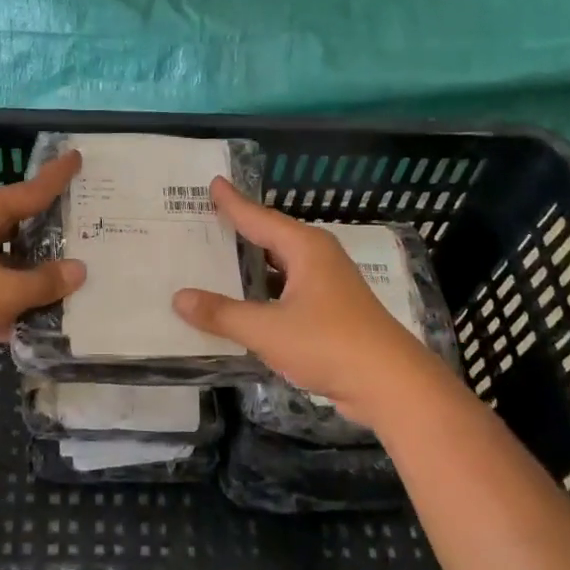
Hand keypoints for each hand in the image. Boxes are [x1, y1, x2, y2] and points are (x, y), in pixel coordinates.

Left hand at [0, 150, 86, 371]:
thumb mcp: (5, 292)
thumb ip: (45, 281)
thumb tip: (78, 270)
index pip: (28, 191)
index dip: (55, 177)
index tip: (76, 156)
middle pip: (16, 222)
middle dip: (47, 225)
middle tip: (83, 222)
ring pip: (4, 256)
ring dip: (31, 266)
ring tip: (69, 272)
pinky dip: (12, 293)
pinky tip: (36, 313)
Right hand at [172, 178, 453, 426]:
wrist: (391, 385)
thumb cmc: (330, 344)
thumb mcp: (267, 329)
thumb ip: (222, 313)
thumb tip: (178, 298)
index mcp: (305, 249)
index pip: (260, 218)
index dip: (234, 203)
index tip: (214, 183)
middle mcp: (318, 259)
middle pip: (271, 237)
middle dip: (240, 230)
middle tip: (205, 221)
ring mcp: (328, 287)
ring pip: (280, 267)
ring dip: (251, 265)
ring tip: (216, 260)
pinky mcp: (331, 313)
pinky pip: (287, 291)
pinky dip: (263, 292)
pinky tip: (244, 303)